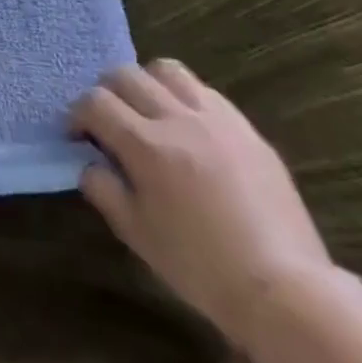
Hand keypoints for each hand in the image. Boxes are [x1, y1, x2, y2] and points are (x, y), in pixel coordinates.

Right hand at [69, 59, 333, 348]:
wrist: (285, 291)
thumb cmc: (200, 267)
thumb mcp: (136, 233)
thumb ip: (103, 188)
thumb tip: (89, 162)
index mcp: (146, 146)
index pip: (95, 103)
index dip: (77, 115)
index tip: (77, 136)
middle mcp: (178, 120)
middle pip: (126, 75)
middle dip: (106, 93)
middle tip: (108, 121)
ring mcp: (217, 121)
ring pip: (167, 71)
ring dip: (146, 84)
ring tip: (148, 112)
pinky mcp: (247, 130)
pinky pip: (205, 92)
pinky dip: (184, 97)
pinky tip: (187, 127)